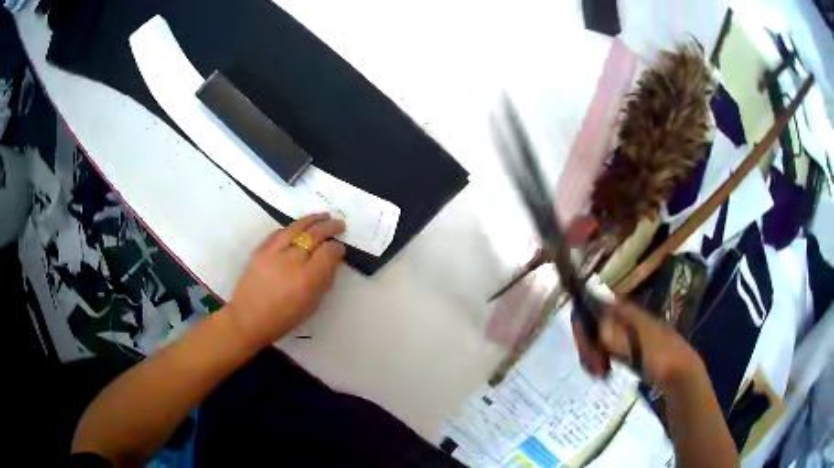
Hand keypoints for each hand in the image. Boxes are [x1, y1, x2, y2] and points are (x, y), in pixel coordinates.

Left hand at [224, 213, 345, 348]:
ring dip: (312, 220)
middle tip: (339, 224)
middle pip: (314, 236)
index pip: (328, 253)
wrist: (248, 318)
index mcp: (307, 280)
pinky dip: (291, 228)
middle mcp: (291, 262)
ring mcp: (273, 253)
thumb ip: (323, 281)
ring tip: (323, 216)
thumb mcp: (311, 306)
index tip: (341, 248)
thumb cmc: (283, 318)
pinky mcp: (260, 250)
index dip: (337, 248)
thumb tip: (331, 262)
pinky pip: (278, 233)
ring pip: (296, 228)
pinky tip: (298, 227)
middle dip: (329, 227)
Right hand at [573, 301, 703, 392]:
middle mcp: (622, 317)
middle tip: (593, 367)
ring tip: (598, 373)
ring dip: (592, 355)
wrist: (679, 372)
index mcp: (626, 310)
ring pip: (596, 339)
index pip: (594, 306)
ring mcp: (624, 333)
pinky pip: (604, 350)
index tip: (584, 347)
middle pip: (592, 324)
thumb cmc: (661, 356)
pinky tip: (602, 372)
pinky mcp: (626, 348)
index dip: (583, 323)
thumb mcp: (637, 346)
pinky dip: (599, 360)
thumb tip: (594, 327)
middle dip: (587, 345)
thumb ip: (615, 336)